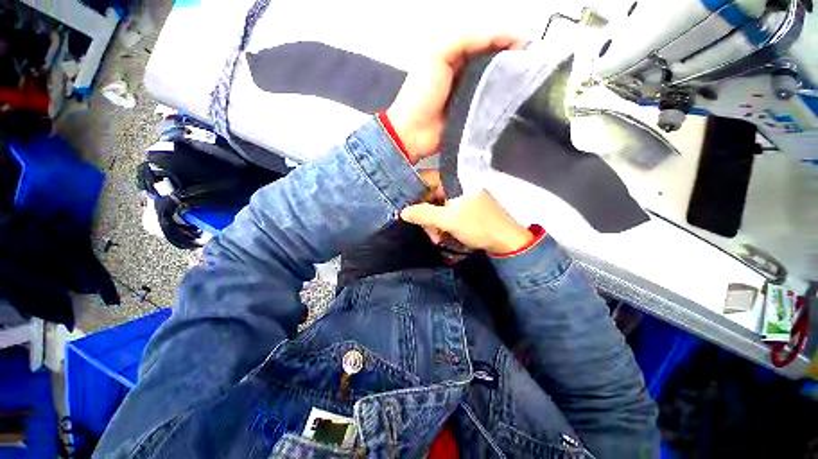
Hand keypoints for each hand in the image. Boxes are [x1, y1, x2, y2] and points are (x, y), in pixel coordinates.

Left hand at [387, 35, 525, 162]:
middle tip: (531, 65)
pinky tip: (514, 101)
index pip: (486, 43)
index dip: (506, 40)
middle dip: (513, 61)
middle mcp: (465, 76)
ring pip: (494, 85)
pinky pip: (489, 107)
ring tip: (528, 80)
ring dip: (509, 82)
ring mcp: (469, 98)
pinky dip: (500, 103)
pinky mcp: (472, 117)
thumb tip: (500, 37)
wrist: (413, 133)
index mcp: (456, 57)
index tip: (526, 46)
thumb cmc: (420, 94)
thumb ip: (464, 40)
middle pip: (493, 63)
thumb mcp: (437, 55)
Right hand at [401, 190, 533, 254]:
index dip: (413, 191)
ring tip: (436, 238)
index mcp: (454, 179)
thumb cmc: (477, 225)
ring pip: (436, 205)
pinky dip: (441, 223)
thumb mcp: (448, 220)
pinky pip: (445, 211)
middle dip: (425, 214)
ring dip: (432, 222)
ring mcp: (460, 195)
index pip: (425, 178)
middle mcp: (456, 184)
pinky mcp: (463, 206)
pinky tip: (441, 235)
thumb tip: (402, 211)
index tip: (405, 207)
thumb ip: (424, 214)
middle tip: (427, 232)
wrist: (506, 240)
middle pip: (430, 194)